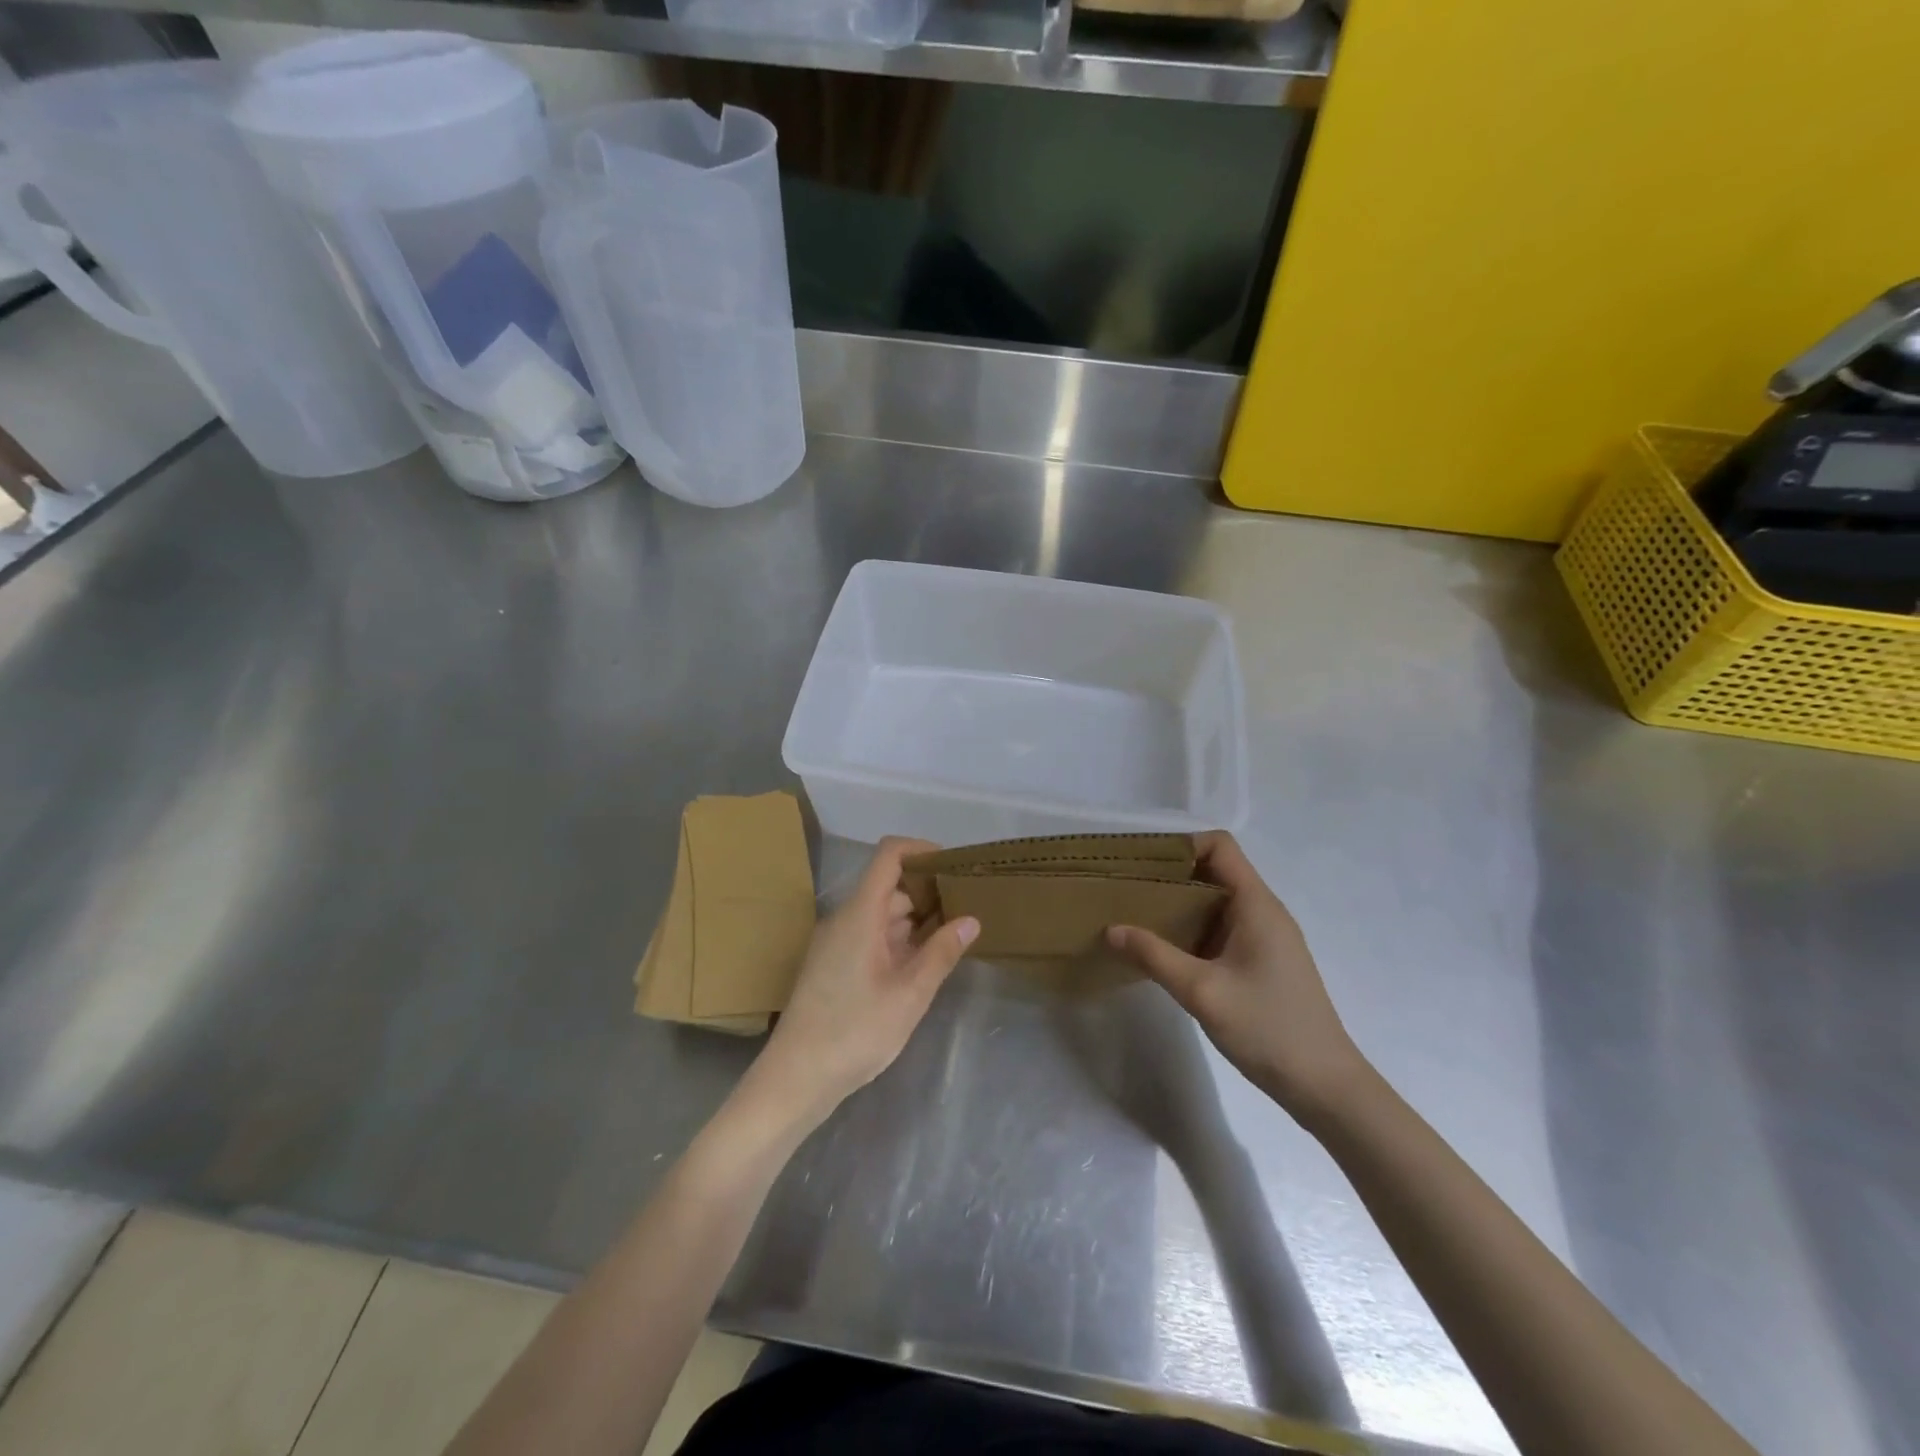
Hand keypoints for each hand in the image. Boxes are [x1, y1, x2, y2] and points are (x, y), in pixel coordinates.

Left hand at [749, 837, 977, 1125]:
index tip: (954, 866)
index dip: (921, 849)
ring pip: (881, 914)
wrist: (795, 1078)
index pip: (889, 855)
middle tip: (967, 908)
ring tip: (953, 937)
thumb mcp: (909, 995)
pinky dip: (899, 940)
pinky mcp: (834, 965)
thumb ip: (941, 953)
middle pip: (889, 885)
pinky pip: (871, 936)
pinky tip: (922, 964)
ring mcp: (837, 942)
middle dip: (928, 891)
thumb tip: (971, 919)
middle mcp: (845, 919)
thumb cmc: (854, 1032)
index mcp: (860, 914)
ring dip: (915, 920)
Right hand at [1106, 831, 1368, 1124]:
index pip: (1220, 846)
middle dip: (1170, 875)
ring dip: (1178, 904)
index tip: (1141, 864)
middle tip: (1127, 890)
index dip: (1181, 845)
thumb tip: (1111, 928)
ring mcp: (1265, 938)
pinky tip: (1164, 951)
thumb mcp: (1202, 991)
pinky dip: (1191, 929)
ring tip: (1136, 917)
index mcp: (1256, 904)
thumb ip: (1155, 956)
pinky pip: (1221, 928)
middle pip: (1214, 870)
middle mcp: (1262, 911)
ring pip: (1215, 902)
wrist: (1326, 1087)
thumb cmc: (1268, 1029)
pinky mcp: (1262, 962)